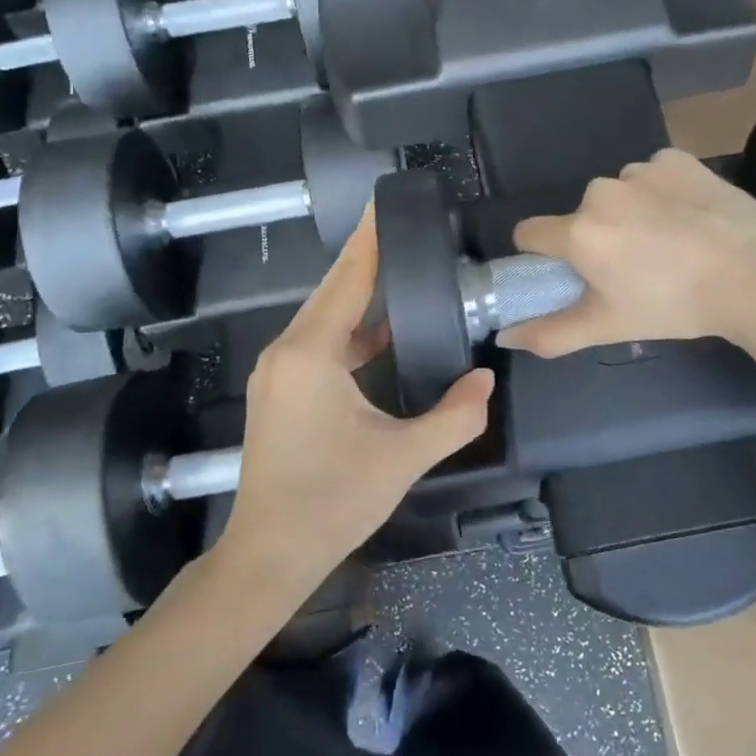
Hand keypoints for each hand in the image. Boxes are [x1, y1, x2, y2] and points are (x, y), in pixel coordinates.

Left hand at [220, 209, 493, 589]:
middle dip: (367, 258)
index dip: (370, 240)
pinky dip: (350, 330)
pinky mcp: (279, 391)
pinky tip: (381, 333)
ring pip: (324, 317)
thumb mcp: (404, 457)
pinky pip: (319, 343)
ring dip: (359, 295)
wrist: (270, 553)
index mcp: (312, 354)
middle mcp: (287, 351)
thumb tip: (485, 379)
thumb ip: (454, 416)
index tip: (386, 202)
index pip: (349, 280)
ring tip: (400, 269)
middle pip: (332, 290)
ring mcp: (278, 371)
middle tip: (403, 226)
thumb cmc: (333, 501)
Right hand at [502, 148, 755, 356]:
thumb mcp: (608, 326)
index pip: (529, 233)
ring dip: (632, 212)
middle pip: (581, 215)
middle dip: (597, 236)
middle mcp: (601, 192)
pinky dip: (664, 192)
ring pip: (618, 193)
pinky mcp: (677, 159)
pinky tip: (690, 217)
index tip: (571, 271)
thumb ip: (550, 333)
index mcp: (579, 232)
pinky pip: (654, 174)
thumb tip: (504, 337)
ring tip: (670, 242)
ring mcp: (641, 170)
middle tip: (635, 268)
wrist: (754, 276)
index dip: (542, 254)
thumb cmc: (674, 306)